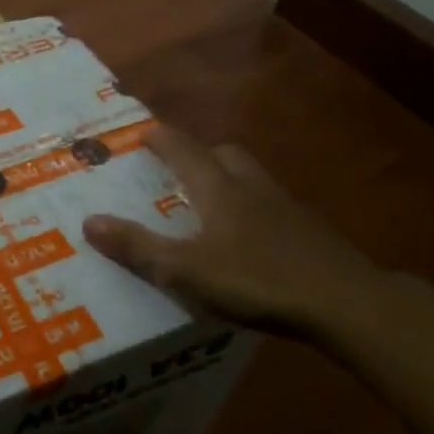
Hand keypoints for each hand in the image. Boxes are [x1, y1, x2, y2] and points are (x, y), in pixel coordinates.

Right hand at [82, 125, 383, 341]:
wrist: (343, 301)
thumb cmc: (256, 279)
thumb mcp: (185, 270)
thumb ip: (138, 247)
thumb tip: (90, 221)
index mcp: (219, 189)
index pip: (184, 149)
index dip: (161, 139)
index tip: (144, 132)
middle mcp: (252, 187)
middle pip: (225, 154)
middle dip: (200, 154)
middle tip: (180, 171)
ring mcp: (287, 207)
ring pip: (252, 178)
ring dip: (230, 180)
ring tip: (213, 205)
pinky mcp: (310, 231)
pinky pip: (273, 206)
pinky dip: (255, 210)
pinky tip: (251, 240)